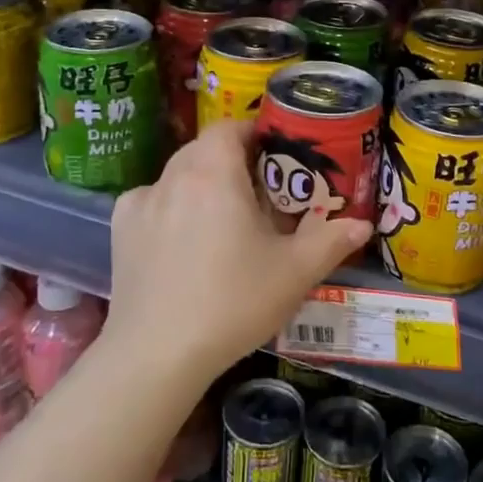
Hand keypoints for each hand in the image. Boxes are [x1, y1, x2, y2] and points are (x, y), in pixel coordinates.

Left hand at [105, 120, 371, 386]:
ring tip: (222, 221)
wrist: (157, 354)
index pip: (229, 127)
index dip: (253, 133)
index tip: (275, 155)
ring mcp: (141, 202)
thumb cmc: (232, 302)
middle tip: (258, 193)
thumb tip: (362, 224)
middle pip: (204, 149)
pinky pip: (152, 202)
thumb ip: (330, 241)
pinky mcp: (120, 230)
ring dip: (201, 184)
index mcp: (213, 172)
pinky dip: (170, 209)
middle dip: (232, 161)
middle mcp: (173, 176)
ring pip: (178, 175)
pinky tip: (182, 241)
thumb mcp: (294, 273)